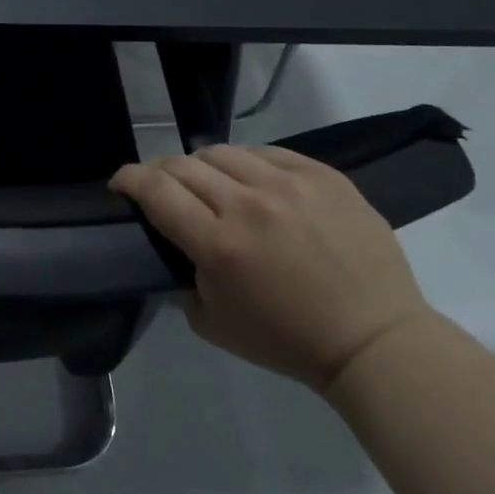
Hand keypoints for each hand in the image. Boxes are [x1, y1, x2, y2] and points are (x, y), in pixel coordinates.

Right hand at [111, 145, 433, 391]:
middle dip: (161, 173)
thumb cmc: (288, 341)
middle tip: (162, 188)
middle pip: (183, 165)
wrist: (375, 340)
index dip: (128, 179)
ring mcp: (289, 184)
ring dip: (204, 166)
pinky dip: (249, 164)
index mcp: (218, 245)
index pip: (155, 190)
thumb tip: (175, 246)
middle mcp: (248, 205)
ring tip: (210, 184)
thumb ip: (182, 277)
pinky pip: (268, 152)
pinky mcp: (323, 176)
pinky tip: (253, 181)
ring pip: (223, 151)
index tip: (120, 184)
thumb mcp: (212, 323)